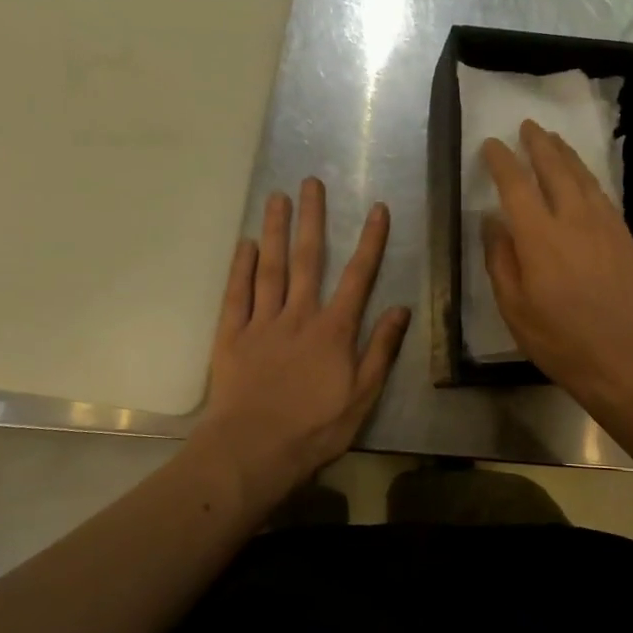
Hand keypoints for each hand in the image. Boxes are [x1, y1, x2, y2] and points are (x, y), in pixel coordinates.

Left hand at [198, 178, 410, 503]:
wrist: (254, 450)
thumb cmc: (316, 427)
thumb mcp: (363, 395)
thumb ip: (381, 349)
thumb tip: (401, 309)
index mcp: (333, 330)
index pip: (358, 277)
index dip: (370, 241)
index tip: (376, 208)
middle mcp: (298, 315)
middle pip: (307, 259)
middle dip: (312, 219)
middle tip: (311, 182)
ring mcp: (262, 323)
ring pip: (270, 268)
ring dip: (276, 231)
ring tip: (277, 197)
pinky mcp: (231, 336)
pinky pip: (237, 295)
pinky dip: (241, 268)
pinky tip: (245, 244)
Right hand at [481, 119, 632, 403]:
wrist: (625, 356)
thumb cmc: (560, 339)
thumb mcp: (514, 308)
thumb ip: (500, 260)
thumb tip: (492, 221)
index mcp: (539, 238)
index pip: (516, 185)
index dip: (502, 161)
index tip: (492, 145)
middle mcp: (573, 220)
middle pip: (555, 169)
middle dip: (539, 144)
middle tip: (528, 126)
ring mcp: (605, 226)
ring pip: (583, 177)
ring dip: (566, 155)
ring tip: (554, 140)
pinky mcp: (625, 236)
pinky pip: (603, 195)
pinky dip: (589, 178)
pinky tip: (584, 178)